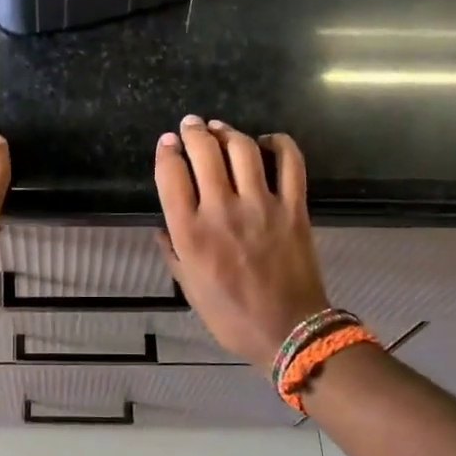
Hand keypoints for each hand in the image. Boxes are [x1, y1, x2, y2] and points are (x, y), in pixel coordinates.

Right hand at [153, 115, 329, 368]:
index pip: (171, 174)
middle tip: (191, 124)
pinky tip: (268, 141)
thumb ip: (173, 253)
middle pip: (205, 151)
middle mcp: (222, 210)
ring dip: (228, 131)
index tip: (166, 142)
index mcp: (190, 232)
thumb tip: (161, 228)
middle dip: (193, 131)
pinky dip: (280, 144)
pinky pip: (291, 162)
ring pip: (242, 148)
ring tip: (221, 129)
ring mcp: (261, 205)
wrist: (288, 331)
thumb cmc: (230, 315)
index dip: (166, 151)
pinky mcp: (294, 207)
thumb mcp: (188, 288)